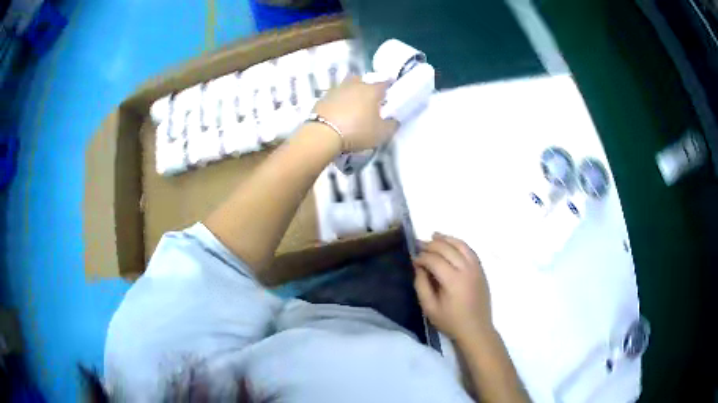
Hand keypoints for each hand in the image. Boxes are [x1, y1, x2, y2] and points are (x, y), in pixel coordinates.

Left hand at [312, 76, 398, 151]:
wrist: (323, 134)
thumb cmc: (357, 131)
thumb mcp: (381, 133)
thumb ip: (391, 125)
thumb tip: (394, 119)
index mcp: (372, 90)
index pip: (384, 84)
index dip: (388, 88)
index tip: (389, 94)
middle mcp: (355, 85)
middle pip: (363, 81)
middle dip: (367, 88)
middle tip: (369, 100)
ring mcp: (337, 90)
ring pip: (348, 87)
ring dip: (351, 93)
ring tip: (353, 106)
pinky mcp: (322, 98)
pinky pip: (335, 97)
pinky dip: (338, 102)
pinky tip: (338, 112)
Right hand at [413, 233, 493, 341]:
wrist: (475, 329)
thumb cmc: (450, 321)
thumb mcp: (429, 308)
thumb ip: (421, 285)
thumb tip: (418, 267)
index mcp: (453, 281)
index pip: (434, 260)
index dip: (421, 257)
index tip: (413, 260)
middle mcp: (466, 270)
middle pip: (447, 248)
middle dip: (431, 245)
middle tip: (419, 245)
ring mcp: (476, 268)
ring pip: (460, 245)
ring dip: (446, 239)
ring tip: (434, 236)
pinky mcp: (481, 269)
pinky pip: (470, 250)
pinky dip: (459, 243)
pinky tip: (451, 243)